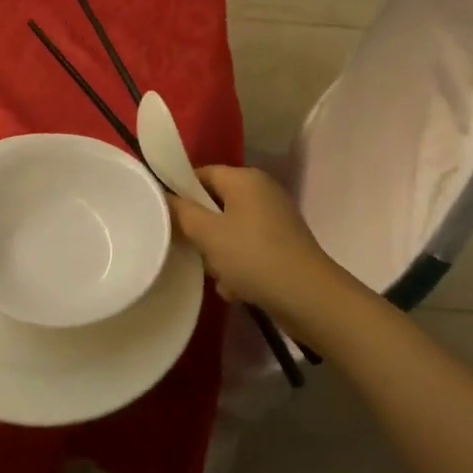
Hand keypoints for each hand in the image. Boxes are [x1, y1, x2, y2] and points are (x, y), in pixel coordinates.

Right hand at [167, 166, 337, 320]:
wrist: (309, 298)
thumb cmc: (253, 256)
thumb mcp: (208, 233)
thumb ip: (181, 212)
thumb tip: (163, 196)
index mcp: (245, 178)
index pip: (202, 173)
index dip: (181, 193)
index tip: (167, 218)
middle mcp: (262, 192)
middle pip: (215, 204)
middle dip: (201, 231)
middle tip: (194, 251)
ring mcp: (275, 220)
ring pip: (229, 231)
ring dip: (219, 255)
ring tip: (220, 276)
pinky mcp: (282, 246)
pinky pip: (248, 250)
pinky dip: (239, 267)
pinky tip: (237, 289)